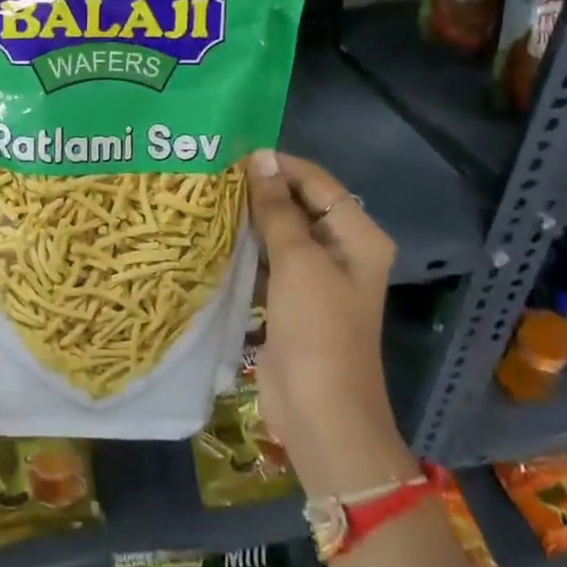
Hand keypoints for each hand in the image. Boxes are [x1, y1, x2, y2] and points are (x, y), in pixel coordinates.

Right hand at [243, 148, 414, 497]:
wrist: (320, 411)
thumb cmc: (317, 329)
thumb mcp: (298, 261)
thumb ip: (277, 209)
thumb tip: (259, 158)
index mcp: (358, 237)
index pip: (318, 183)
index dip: (280, 166)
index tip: (233, 155)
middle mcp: (341, 252)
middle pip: (300, 206)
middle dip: (262, 191)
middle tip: (213, 175)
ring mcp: (315, 279)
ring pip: (280, 234)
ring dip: (250, 220)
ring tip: (208, 198)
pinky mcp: (291, 301)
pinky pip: (268, 263)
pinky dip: (246, 250)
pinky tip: (214, 237)